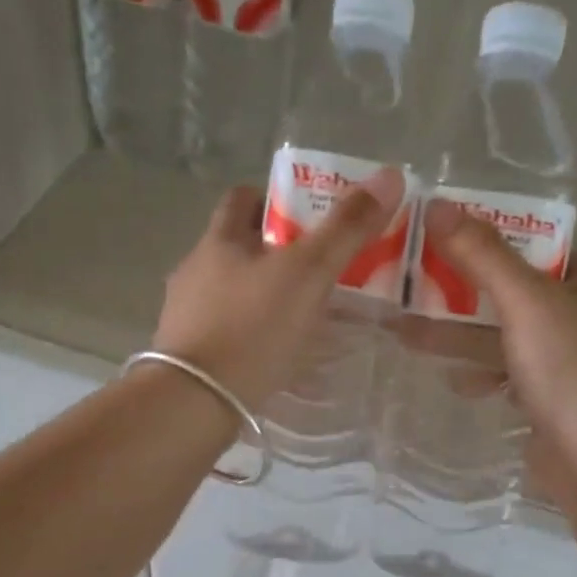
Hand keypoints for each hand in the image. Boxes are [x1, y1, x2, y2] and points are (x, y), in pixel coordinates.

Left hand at [153, 168, 402, 408]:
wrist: (196, 400)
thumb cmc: (253, 327)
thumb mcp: (308, 273)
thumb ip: (346, 228)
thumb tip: (390, 175)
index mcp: (220, 239)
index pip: (244, 198)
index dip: (277, 199)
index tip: (310, 219)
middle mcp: (196, 269)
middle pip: (239, 246)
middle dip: (276, 252)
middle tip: (318, 270)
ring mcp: (186, 313)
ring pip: (232, 290)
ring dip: (263, 295)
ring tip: (302, 314)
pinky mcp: (189, 353)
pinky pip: (226, 330)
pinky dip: (251, 332)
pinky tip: (275, 353)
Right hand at [417, 199, 576, 439]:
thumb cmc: (566, 368)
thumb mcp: (523, 301)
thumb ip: (482, 255)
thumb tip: (437, 204)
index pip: (533, 246)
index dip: (490, 236)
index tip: (442, 233)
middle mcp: (574, 318)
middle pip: (508, 292)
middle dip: (460, 289)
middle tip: (410, 283)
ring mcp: (559, 363)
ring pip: (500, 337)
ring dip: (458, 335)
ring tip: (408, 334)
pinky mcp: (543, 402)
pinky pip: (502, 376)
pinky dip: (477, 375)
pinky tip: (455, 381)